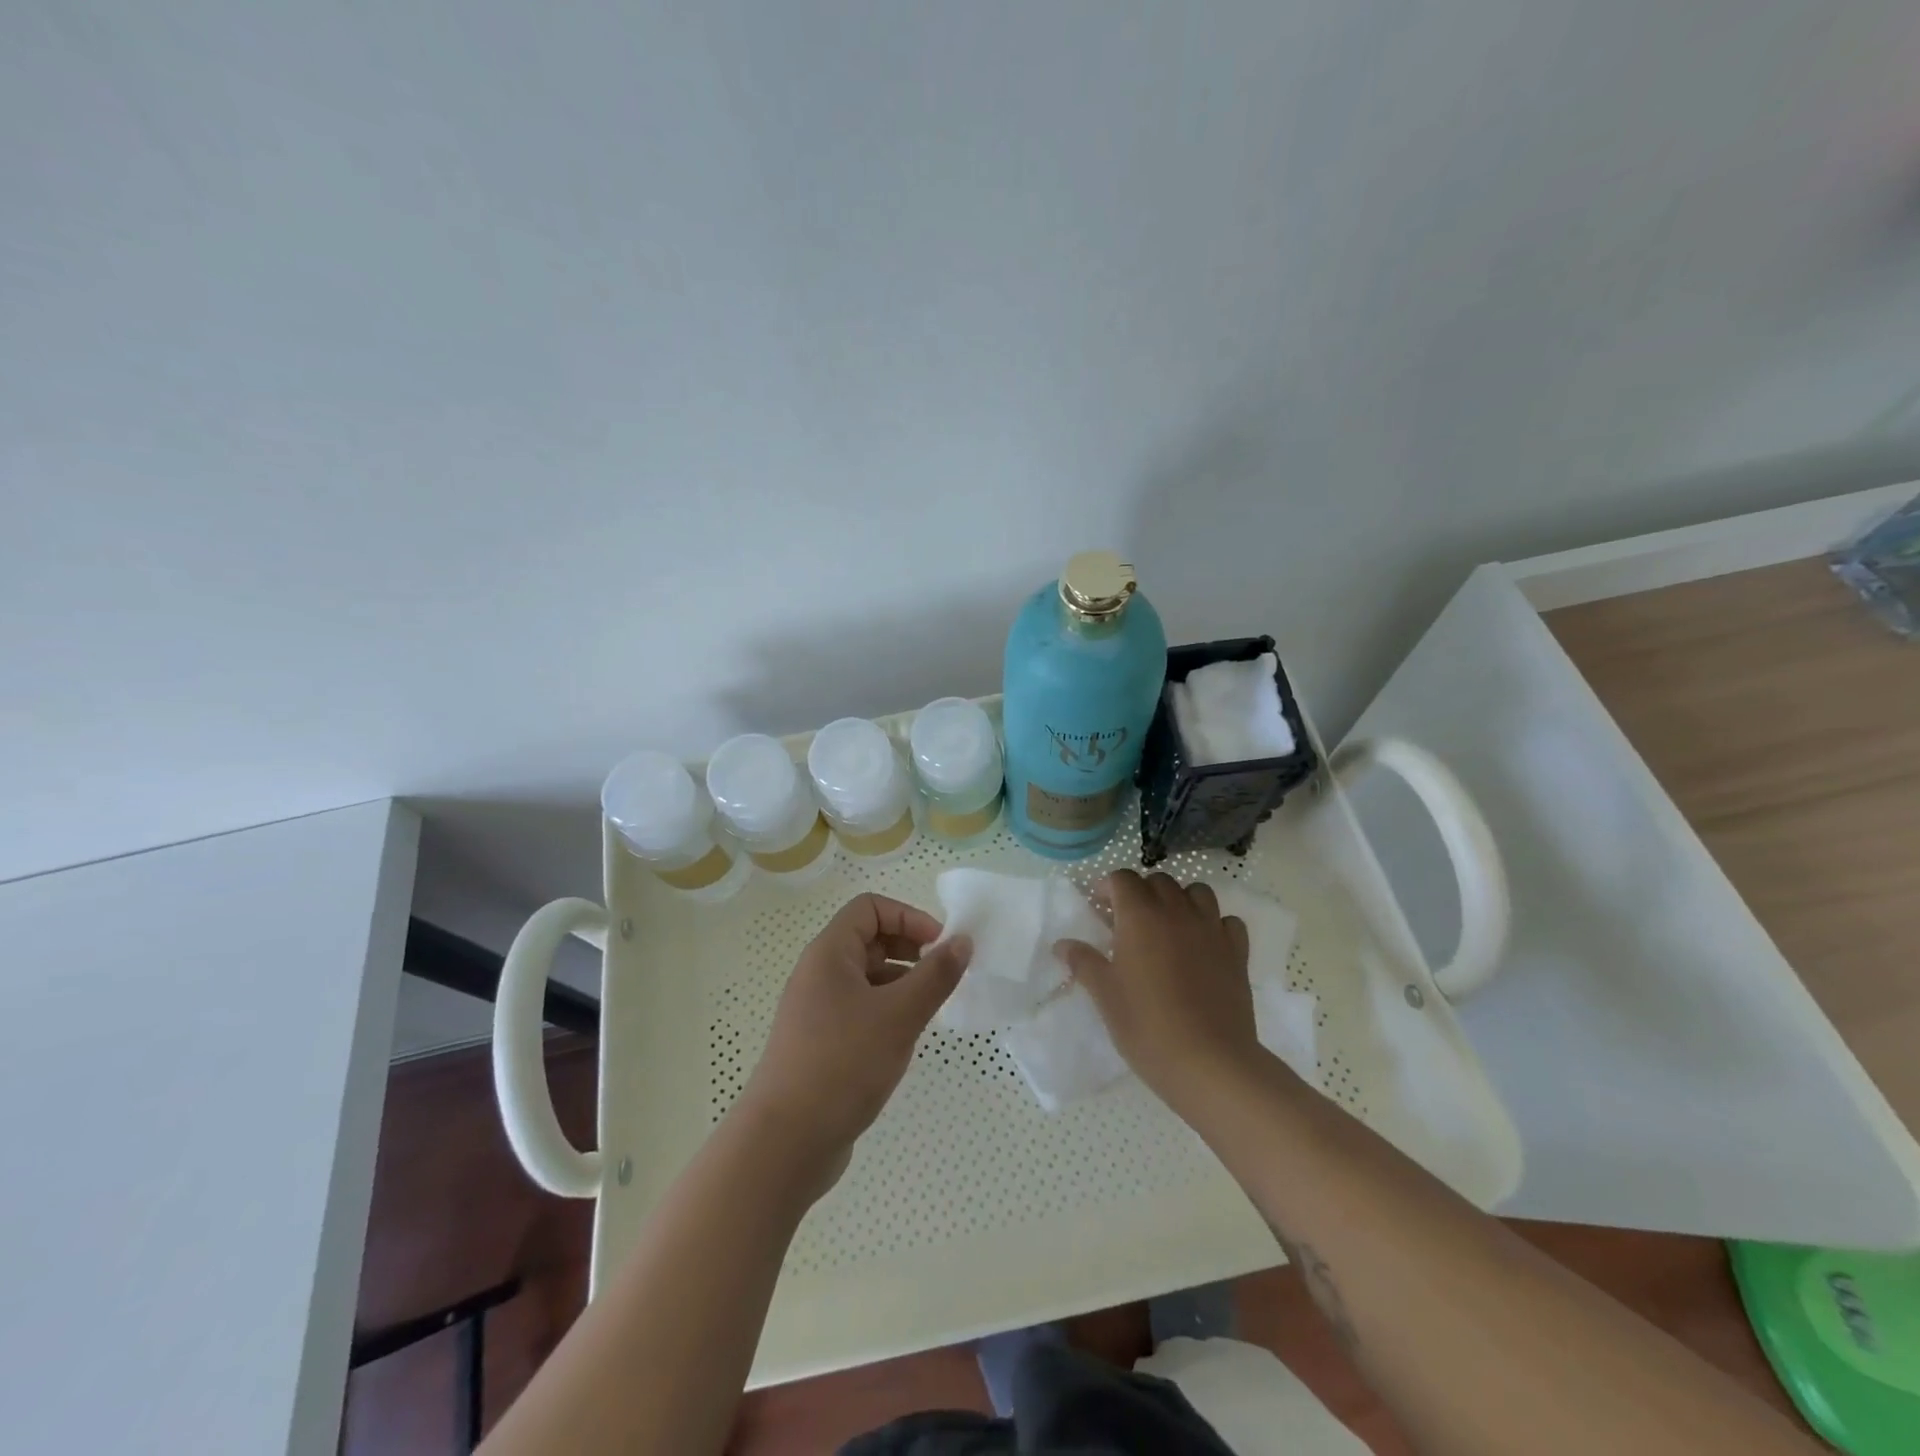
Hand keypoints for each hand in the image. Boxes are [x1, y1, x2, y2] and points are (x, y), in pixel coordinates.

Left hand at [737, 893, 970, 1189]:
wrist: (785, 1143)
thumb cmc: (842, 1064)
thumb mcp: (899, 1015)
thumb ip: (936, 975)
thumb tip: (962, 941)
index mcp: (829, 954)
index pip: (870, 908)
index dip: (908, 917)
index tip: (940, 946)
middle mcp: (818, 974)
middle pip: (868, 939)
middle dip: (909, 949)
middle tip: (941, 976)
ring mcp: (816, 1010)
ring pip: (866, 977)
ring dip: (901, 983)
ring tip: (929, 1010)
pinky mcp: (820, 1044)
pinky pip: (859, 1009)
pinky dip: (886, 1012)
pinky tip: (904, 1040)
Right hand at [1054, 870, 1256, 1102]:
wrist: (1209, 1062)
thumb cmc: (1146, 1025)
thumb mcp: (1105, 994)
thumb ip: (1083, 962)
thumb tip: (1062, 945)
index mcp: (1140, 916)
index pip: (1123, 879)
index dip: (1108, 887)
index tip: (1100, 908)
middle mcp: (1177, 912)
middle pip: (1159, 881)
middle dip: (1142, 892)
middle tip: (1129, 921)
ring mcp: (1212, 930)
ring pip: (1197, 892)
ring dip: (1180, 900)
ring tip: (1169, 927)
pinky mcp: (1237, 952)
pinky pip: (1227, 921)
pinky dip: (1214, 924)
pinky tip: (1204, 945)